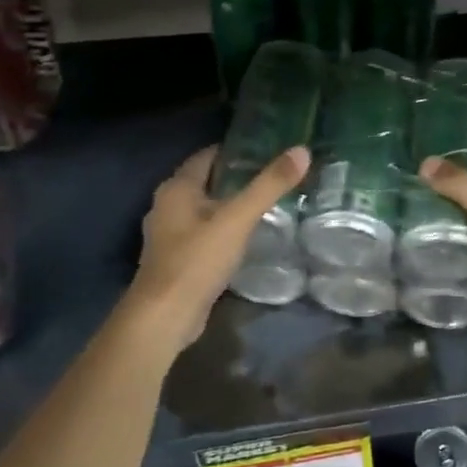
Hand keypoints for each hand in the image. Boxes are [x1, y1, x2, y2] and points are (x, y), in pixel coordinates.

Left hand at [127, 144, 310, 348]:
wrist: (165, 316)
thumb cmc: (197, 260)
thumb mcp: (238, 219)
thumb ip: (269, 185)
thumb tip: (301, 151)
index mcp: (176, 188)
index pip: (207, 155)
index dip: (235, 150)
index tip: (267, 150)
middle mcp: (166, 205)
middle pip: (205, 181)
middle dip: (235, 177)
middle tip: (272, 176)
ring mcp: (168, 234)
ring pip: (203, 209)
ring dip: (229, 205)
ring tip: (265, 204)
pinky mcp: (175, 259)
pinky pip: (202, 233)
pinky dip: (222, 229)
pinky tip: (245, 236)